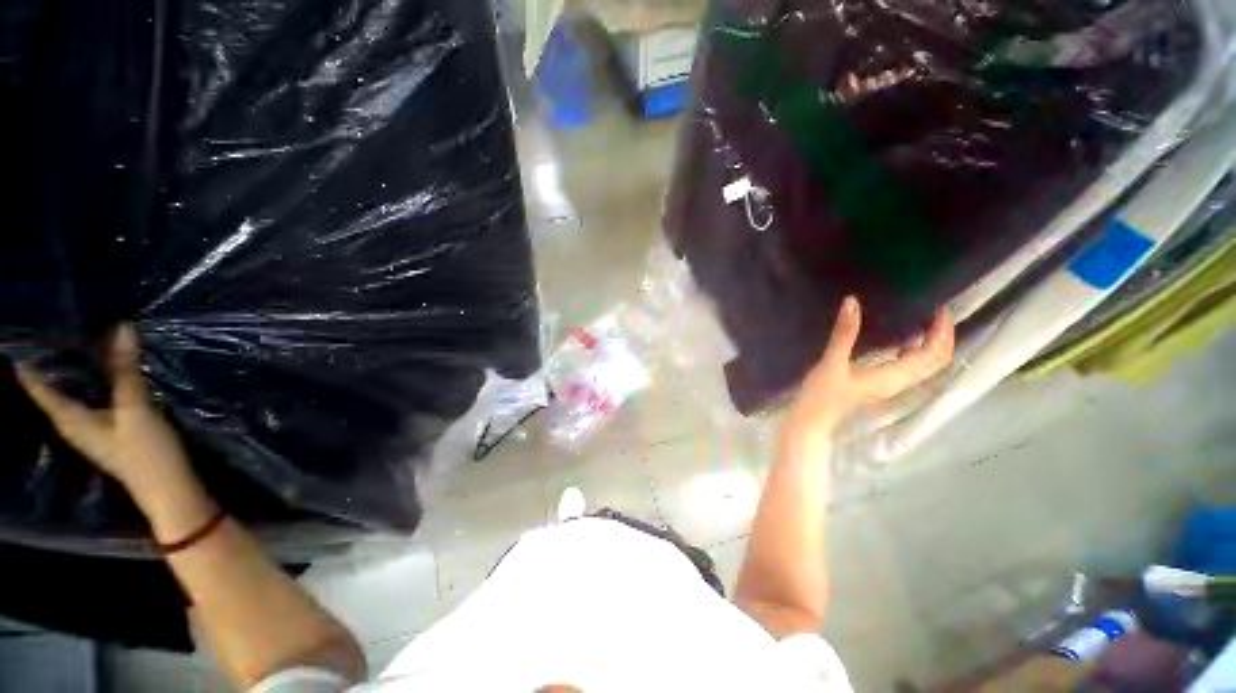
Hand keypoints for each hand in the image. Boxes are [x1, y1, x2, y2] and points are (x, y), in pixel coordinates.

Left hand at [16, 326, 215, 537]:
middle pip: (53, 386)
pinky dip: (93, 380)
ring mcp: (90, 428)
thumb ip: (127, 371)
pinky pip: (91, 398)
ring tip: (81, 341)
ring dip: (75, 369)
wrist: (167, 487)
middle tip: (58, 327)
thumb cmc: (145, 451)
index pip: (37, 385)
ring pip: (73, 392)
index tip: (26, 333)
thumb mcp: (136, 409)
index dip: (29, 361)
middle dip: (53, 360)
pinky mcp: (107, 430)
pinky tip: (105, 370)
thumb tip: (122, 328)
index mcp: (68, 417)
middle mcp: (71, 422)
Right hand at [785, 296, 953, 443]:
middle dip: (942, 337)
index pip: (933, 354)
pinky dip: (914, 351)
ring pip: (924, 365)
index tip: (939, 309)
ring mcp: (891, 385)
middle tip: (935, 312)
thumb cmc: (821, 394)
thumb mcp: (831, 362)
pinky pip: (909, 367)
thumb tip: (852, 302)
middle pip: (936, 361)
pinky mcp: (881, 385)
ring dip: (930, 344)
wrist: (813, 419)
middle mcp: (900, 382)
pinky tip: (900, 340)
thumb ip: (844, 333)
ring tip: (923, 321)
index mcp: (893, 376)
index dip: (942, 332)